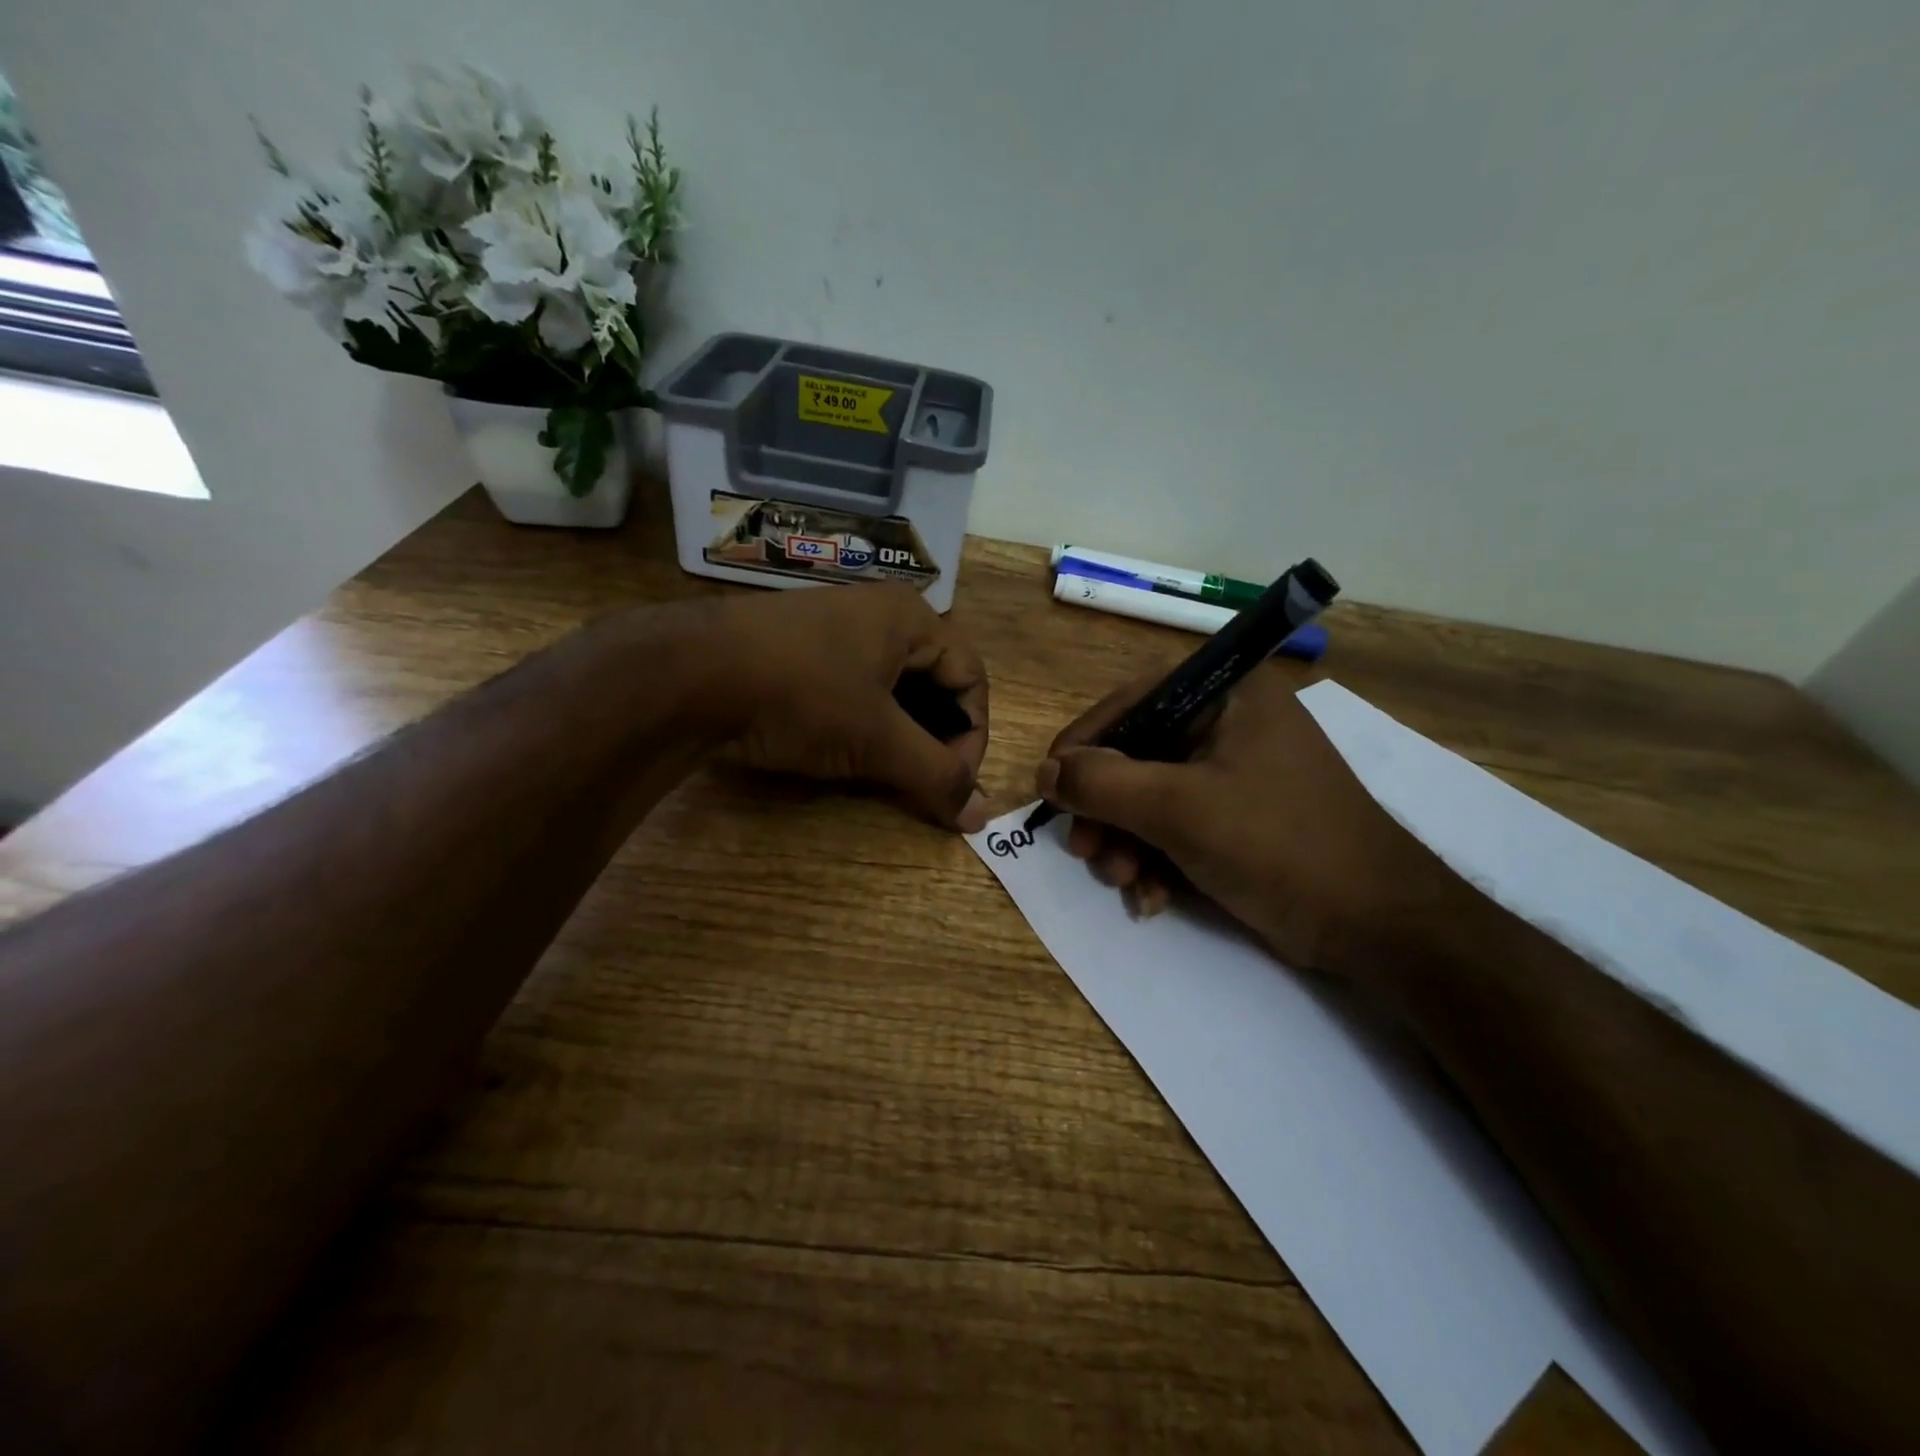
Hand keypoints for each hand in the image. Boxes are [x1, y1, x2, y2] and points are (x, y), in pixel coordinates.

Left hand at [704, 584, 990, 830]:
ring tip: (889, 773)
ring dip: (901, 735)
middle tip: (924, 782)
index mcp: (911, 618)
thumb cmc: (800, 695)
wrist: (686, 674)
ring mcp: (835, 629)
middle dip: (937, 737)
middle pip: (935, 682)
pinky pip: (854, 688)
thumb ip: (934, 776)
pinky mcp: (800, 650)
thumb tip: (981, 817)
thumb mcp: (876, 739)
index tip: (955, 784)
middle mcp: (879, 614)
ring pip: (893, 688)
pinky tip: (847, 753)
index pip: (971, 679)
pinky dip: (864, 725)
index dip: (974, 736)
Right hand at [1035, 661, 1426, 973]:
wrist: (1378, 926)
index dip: (1085, 742)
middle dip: (1108, 810)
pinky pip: (1179, 826)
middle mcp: (1230, 724)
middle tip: (1087, 852)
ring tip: (1124, 883)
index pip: (1133, 701)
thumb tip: (1045, 771)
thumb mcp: (1179, 809)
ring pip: (1153, 797)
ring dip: (1128, 843)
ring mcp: (1237, 774)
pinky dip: (1158, 861)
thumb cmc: (1278, 845)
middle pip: (1138, 755)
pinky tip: (1153, 899)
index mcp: (1227, 695)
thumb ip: (1103, 783)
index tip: (1050, 785)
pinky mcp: (1241, 819)